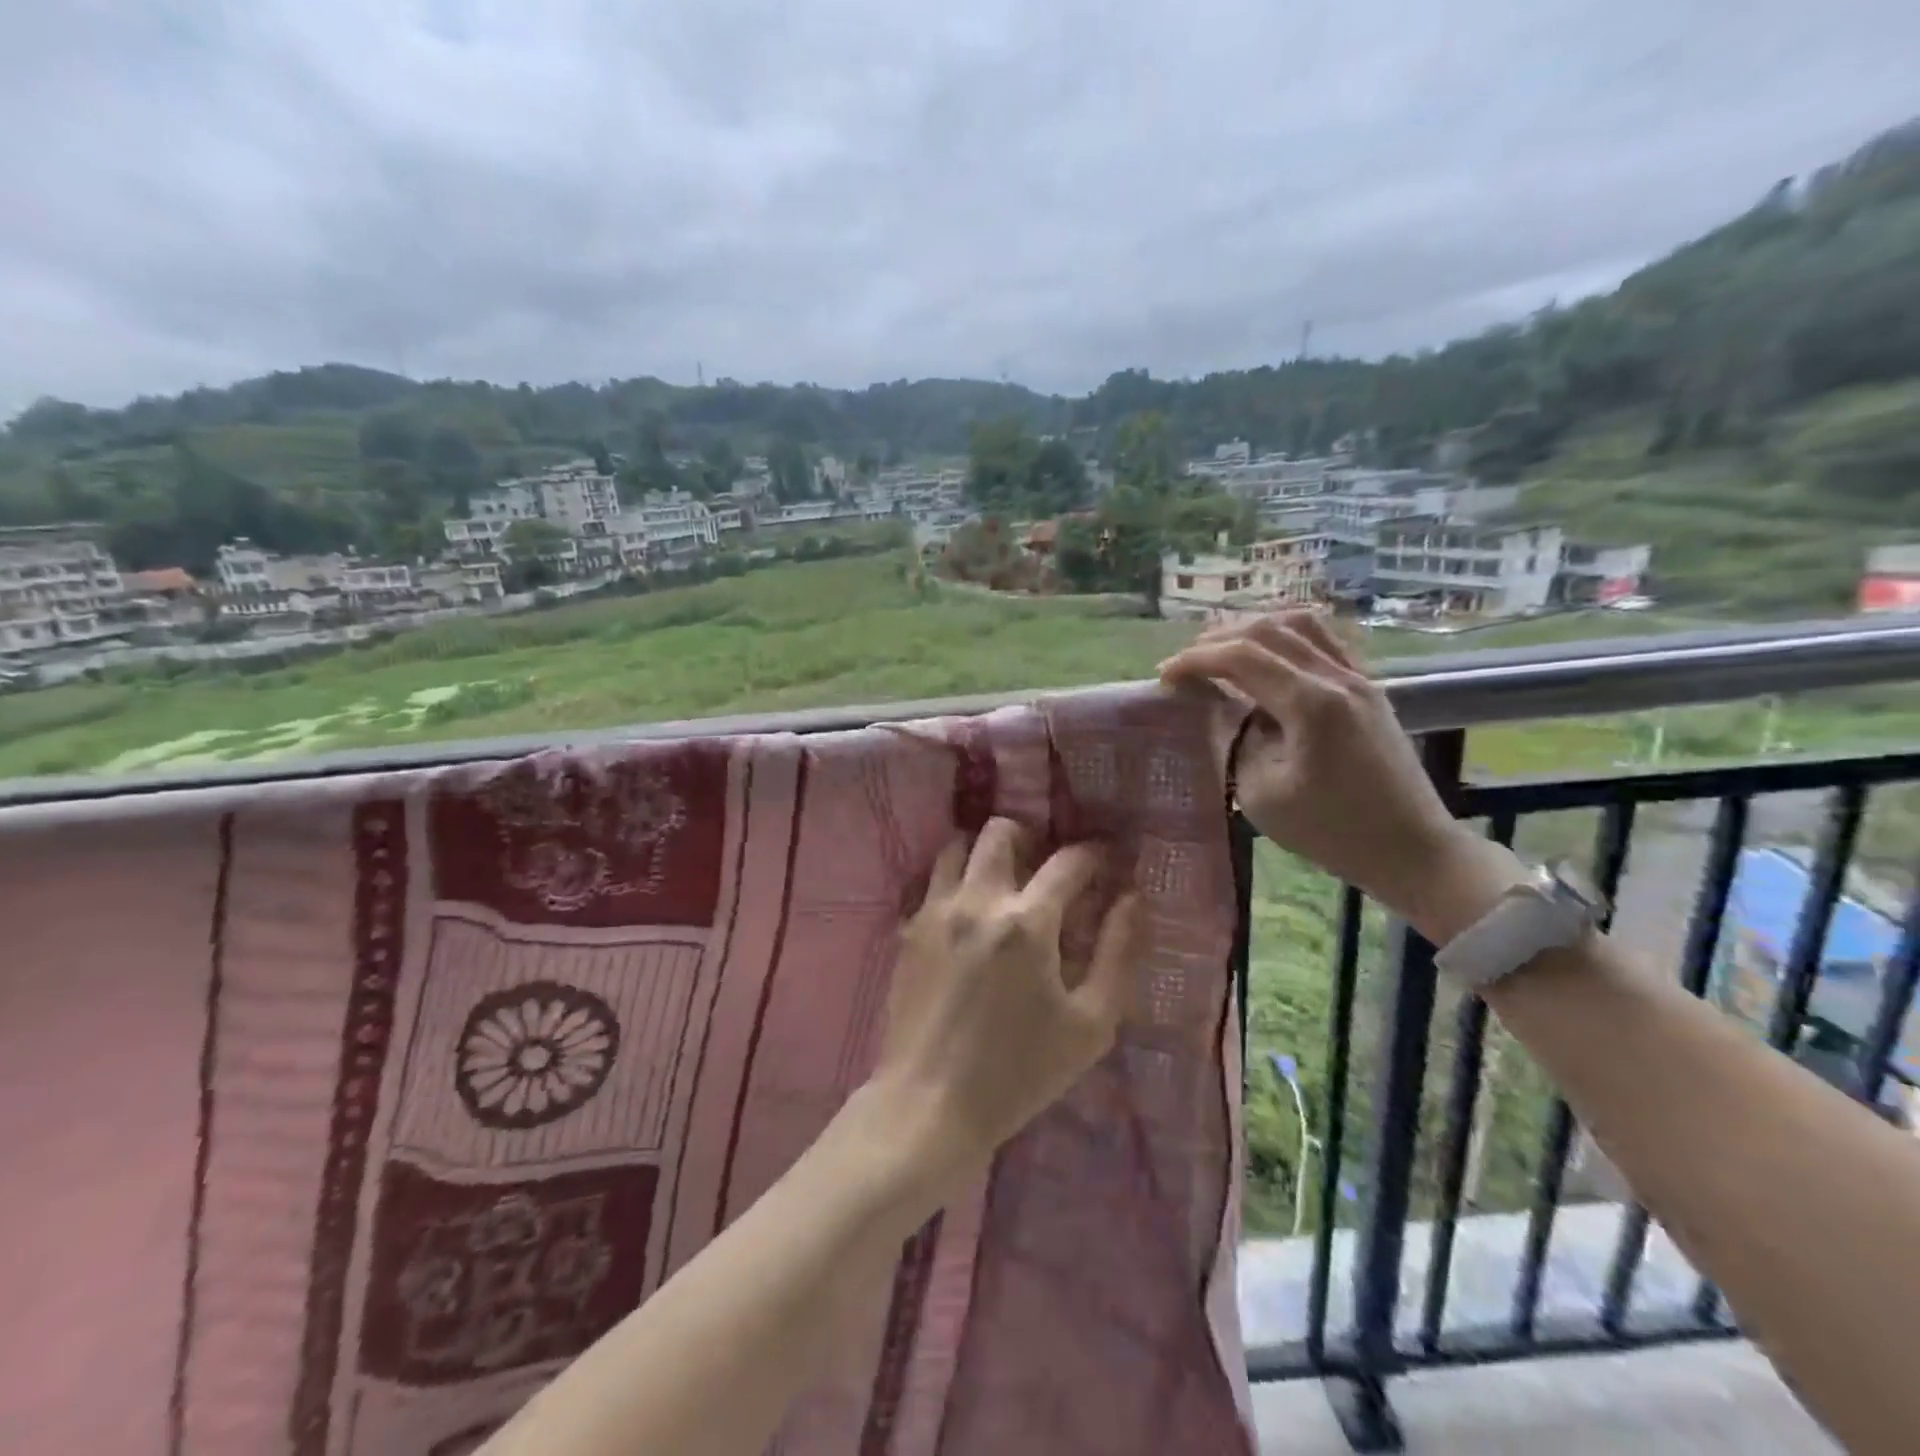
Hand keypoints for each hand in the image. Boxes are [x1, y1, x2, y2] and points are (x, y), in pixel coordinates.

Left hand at [872, 820, 1142, 1188]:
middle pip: (1001, 831)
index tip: (1105, 860)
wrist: (930, 1103)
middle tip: (1045, 868)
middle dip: (1031, 838)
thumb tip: (1131, 899)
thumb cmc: (1019, 1072)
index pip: (1068, 861)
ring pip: (957, 846)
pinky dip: (955, 879)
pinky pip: (932, 880)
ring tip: (1003, 882)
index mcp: (1027, 922)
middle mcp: (977, 900)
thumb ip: (1119, 953)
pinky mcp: (908, 929)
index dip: (1093, 854)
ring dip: (985, 852)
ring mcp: (935, 910)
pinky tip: (969, 912)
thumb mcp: (1090, 1024)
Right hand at [1159, 612, 1520, 943]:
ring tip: (1222, 650)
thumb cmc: (1331, 831)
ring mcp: (1359, 678)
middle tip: (1186, 664)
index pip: (1241, 658)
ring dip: (1253, 630)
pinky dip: (1286, 637)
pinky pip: (1324, 640)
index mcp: (1311, 704)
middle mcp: (1337, 677)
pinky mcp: (1369, 688)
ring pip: (1300, 625)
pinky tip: (1268, 656)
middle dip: (1218, 640)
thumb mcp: (1261, 794)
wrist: (1410, 848)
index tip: (1164, 676)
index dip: (1195, 661)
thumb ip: (1236, 741)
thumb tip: (1226, 710)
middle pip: (1268, 631)